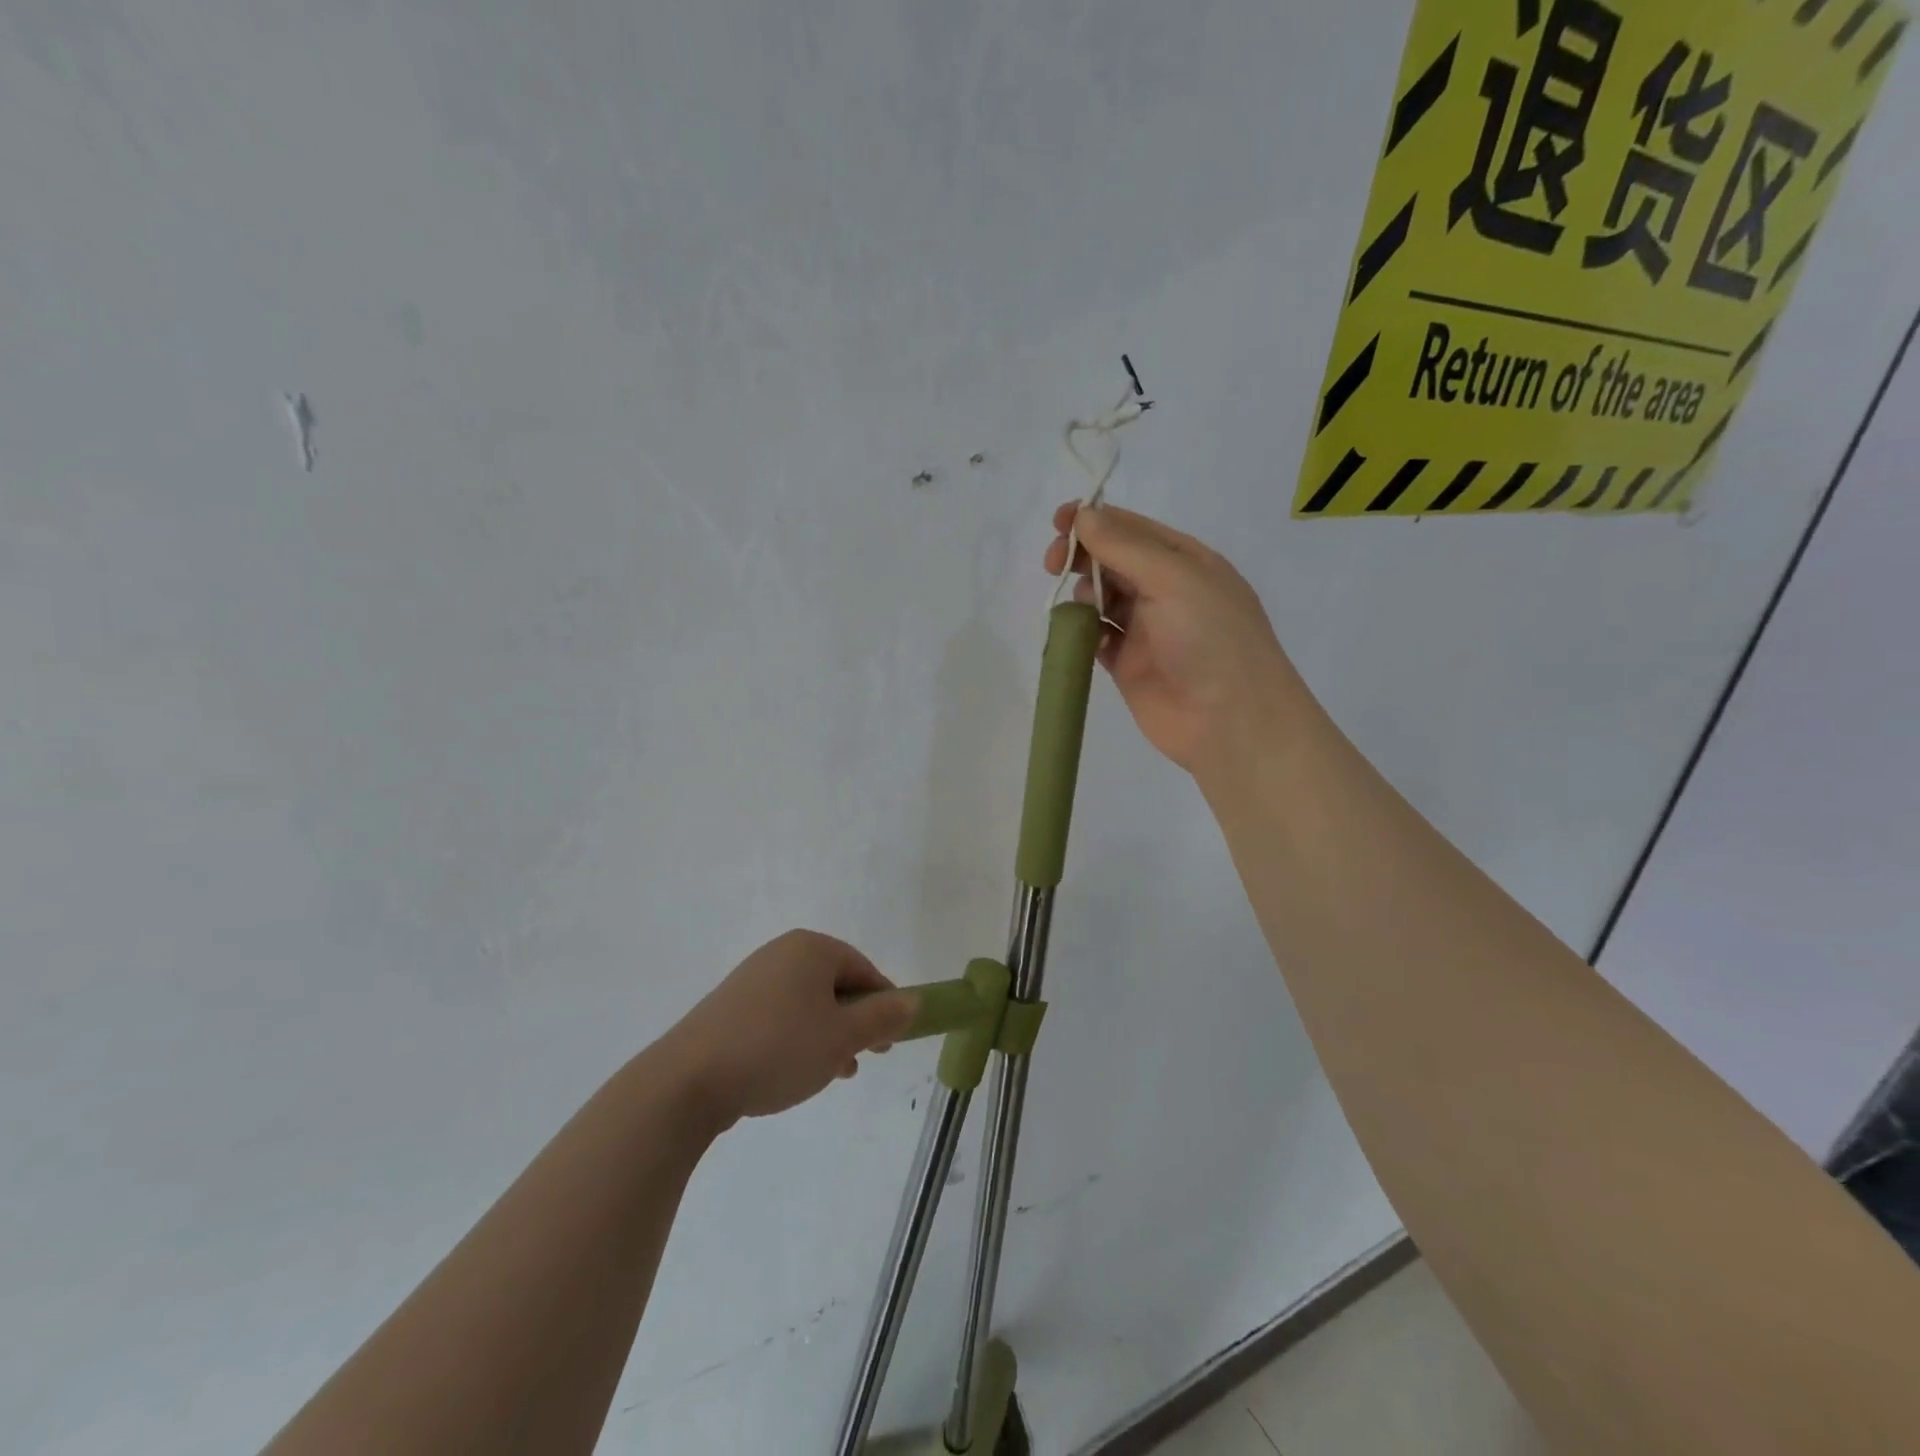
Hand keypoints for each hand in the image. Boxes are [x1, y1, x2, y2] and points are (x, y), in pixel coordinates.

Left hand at [663, 930, 917, 1128]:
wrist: (688, 1080)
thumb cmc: (777, 1049)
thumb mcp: (842, 1038)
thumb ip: (882, 1018)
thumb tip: (913, 1000)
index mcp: (810, 949)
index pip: (863, 969)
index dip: (884, 1004)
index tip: (890, 1041)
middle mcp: (781, 954)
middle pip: (835, 984)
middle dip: (854, 1022)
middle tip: (864, 1059)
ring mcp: (752, 979)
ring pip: (808, 1004)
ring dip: (828, 1035)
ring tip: (834, 1073)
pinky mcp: (731, 1007)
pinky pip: (780, 1016)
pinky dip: (797, 1038)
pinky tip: (798, 1072)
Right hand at [1044, 503, 1314, 784]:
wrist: (1229, 720)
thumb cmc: (1210, 638)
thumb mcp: (1173, 579)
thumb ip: (1124, 547)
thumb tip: (1083, 514)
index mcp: (1185, 561)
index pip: (1132, 528)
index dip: (1094, 520)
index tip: (1059, 522)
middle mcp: (1165, 590)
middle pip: (1112, 560)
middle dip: (1082, 555)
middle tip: (1054, 562)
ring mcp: (1146, 629)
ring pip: (1102, 597)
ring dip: (1083, 592)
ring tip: (1081, 604)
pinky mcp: (1128, 664)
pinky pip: (1097, 637)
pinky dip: (1084, 631)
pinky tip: (1082, 633)